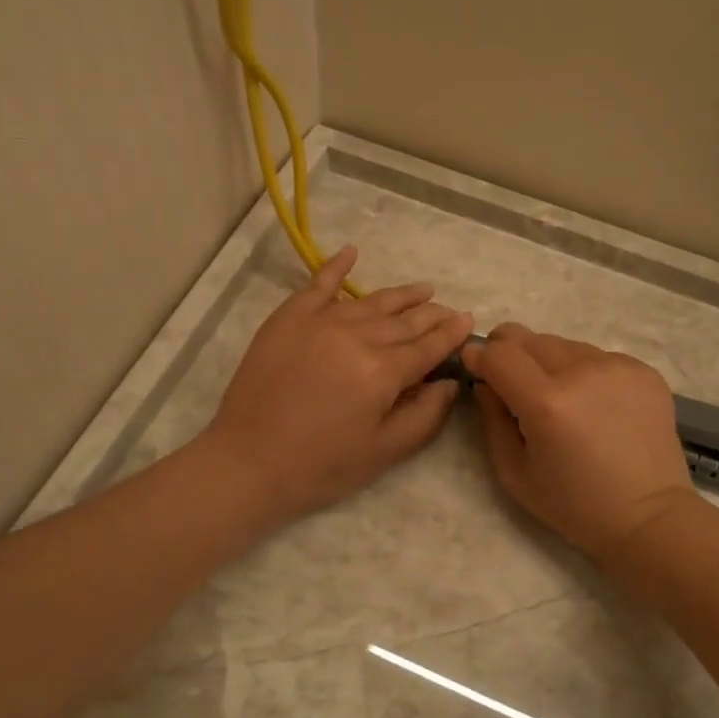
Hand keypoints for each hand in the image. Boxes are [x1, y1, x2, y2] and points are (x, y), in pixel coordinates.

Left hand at [201, 246, 472, 525]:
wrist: (249, 461)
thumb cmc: (321, 465)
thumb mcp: (384, 451)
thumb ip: (425, 416)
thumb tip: (449, 383)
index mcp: (383, 372)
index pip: (428, 347)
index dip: (452, 334)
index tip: (469, 321)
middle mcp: (357, 337)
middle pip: (405, 320)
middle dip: (432, 315)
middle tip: (449, 311)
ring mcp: (321, 321)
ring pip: (372, 301)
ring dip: (402, 295)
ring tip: (424, 289)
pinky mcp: (290, 318)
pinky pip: (319, 284)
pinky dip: (337, 266)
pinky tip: (353, 252)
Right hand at [464, 323, 697, 560]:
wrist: (648, 517)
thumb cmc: (574, 505)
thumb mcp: (514, 472)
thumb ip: (493, 419)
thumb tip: (485, 382)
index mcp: (546, 403)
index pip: (499, 353)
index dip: (480, 356)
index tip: (476, 367)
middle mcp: (582, 372)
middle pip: (529, 338)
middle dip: (511, 354)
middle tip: (513, 383)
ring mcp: (617, 367)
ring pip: (564, 344)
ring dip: (549, 362)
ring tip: (560, 399)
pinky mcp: (643, 370)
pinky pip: (597, 356)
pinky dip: (584, 372)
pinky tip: (595, 405)